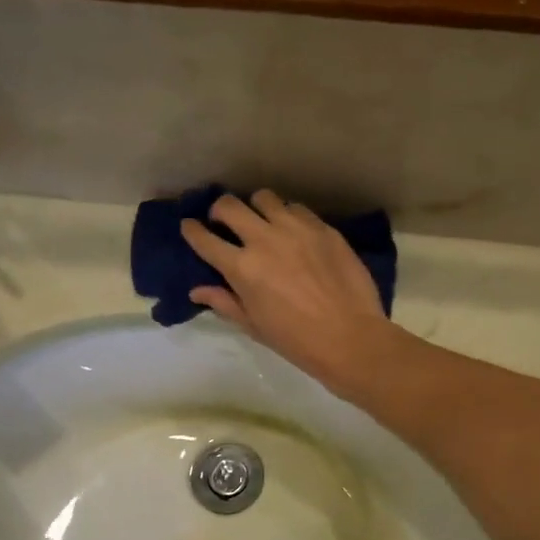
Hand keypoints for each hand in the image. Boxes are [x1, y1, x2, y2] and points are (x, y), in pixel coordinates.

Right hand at [181, 189, 399, 396]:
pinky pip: (297, 208)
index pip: (205, 239)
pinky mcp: (323, 228)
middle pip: (230, 205)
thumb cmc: (297, 341)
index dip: (192, 231)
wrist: (350, 338)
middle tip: (224, 221)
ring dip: (256, 208)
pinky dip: (288, 215)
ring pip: (265, 198)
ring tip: (263, 222)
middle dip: (221, 210)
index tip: (190, 227)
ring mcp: (296, 229)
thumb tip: (197, 290)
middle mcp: (264, 239)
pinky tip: (294, 231)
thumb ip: (225, 302)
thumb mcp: (254, 326)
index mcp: (242, 268)